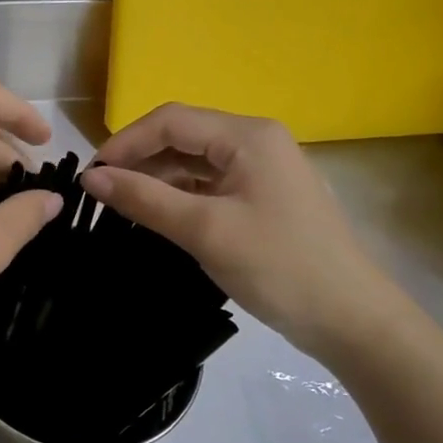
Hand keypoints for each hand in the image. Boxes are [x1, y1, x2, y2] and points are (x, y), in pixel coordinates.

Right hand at [82, 103, 407, 361]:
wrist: (353, 322)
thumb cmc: (279, 267)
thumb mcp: (205, 230)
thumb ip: (145, 198)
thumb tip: (90, 178)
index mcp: (247, 135)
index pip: (170, 121)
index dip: (125, 142)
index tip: (91, 174)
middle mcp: (255, 140)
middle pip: (181, 136)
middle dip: (139, 159)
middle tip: (102, 192)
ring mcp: (261, 168)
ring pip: (193, 160)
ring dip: (156, 178)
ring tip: (122, 204)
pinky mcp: (262, 195)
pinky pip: (208, 182)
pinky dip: (178, 194)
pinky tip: (156, 214)